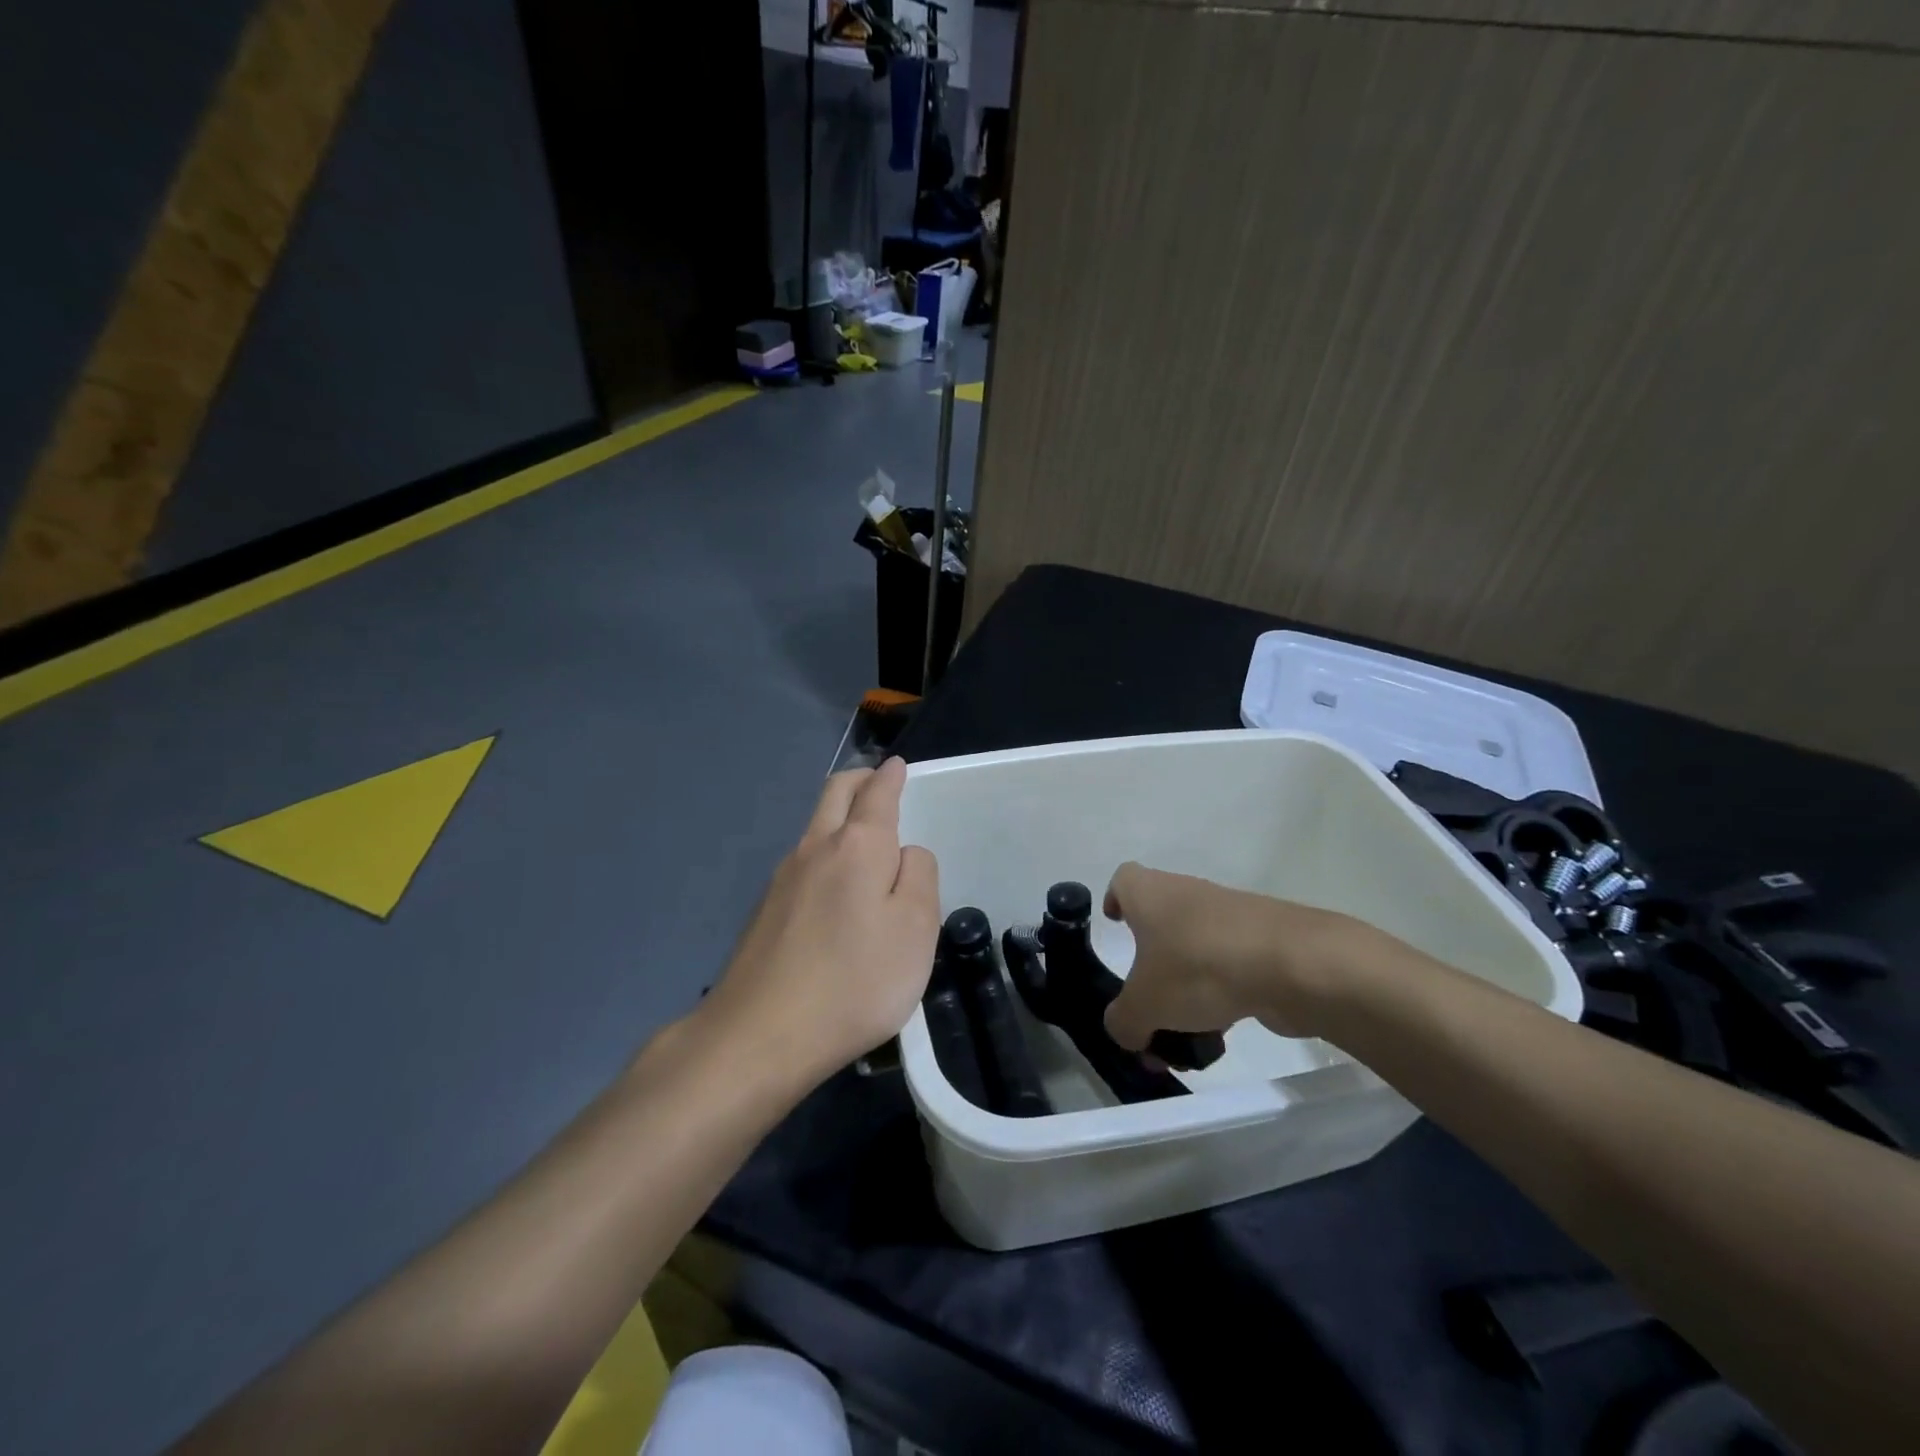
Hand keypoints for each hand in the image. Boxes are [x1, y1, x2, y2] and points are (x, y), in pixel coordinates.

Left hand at [699, 758, 940, 1087]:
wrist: (760, 1035)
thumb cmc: (855, 980)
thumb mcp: (916, 929)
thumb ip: (919, 877)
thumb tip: (905, 853)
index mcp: (858, 846)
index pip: (877, 794)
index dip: (890, 777)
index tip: (897, 765)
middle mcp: (815, 848)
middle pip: (835, 794)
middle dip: (859, 780)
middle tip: (878, 780)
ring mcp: (783, 878)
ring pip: (815, 826)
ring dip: (839, 814)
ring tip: (862, 829)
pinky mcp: (765, 910)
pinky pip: (803, 860)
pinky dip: (825, 849)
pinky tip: (834, 881)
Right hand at [1100, 862, 1401, 1050]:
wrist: (1292, 965)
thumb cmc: (1198, 968)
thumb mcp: (1144, 1006)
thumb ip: (1124, 1022)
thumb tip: (1127, 1030)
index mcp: (1149, 894)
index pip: (1124, 880)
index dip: (1115, 901)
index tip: (1115, 929)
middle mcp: (1187, 895)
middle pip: (1160, 924)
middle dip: (1152, 968)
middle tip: (1147, 1008)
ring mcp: (1229, 917)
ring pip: (1195, 951)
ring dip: (1186, 991)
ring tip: (1185, 1039)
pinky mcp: (1263, 941)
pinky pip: (1229, 968)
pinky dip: (1221, 997)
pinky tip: (1222, 1036)